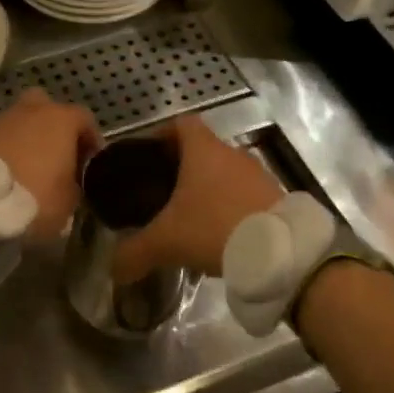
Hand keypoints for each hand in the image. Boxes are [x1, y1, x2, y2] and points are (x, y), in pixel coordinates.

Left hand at [0, 89, 99, 241]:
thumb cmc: (36, 197)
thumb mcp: (70, 201)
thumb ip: (74, 184)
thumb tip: (69, 182)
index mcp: (61, 119)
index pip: (85, 119)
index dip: (90, 140)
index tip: (90, 163)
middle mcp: (32, 110)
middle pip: (47, 107)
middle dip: (54, 126)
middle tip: (58, 154)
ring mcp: (1, 120)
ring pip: (21, 121)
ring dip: (28, 138)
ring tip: (30, 167)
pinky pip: (1, 138)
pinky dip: (7, 149)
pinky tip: (8, 172)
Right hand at [112, 115, 281, 282]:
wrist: (280, 253)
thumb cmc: (214, 228)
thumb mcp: (166, 242)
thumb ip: (134, 253)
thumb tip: (113, 269)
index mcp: (203, 151)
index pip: (181, 123)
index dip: (163, 134)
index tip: (149, 154)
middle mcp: (232, 154)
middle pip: (203, 150)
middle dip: (183, 168)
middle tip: (163, 193)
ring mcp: (258, 174)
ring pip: (226, 173)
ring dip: (210, 189)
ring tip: (192, 218)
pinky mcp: (276, 197)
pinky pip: (245, 194)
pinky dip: (231, 207)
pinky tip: (221, 234)